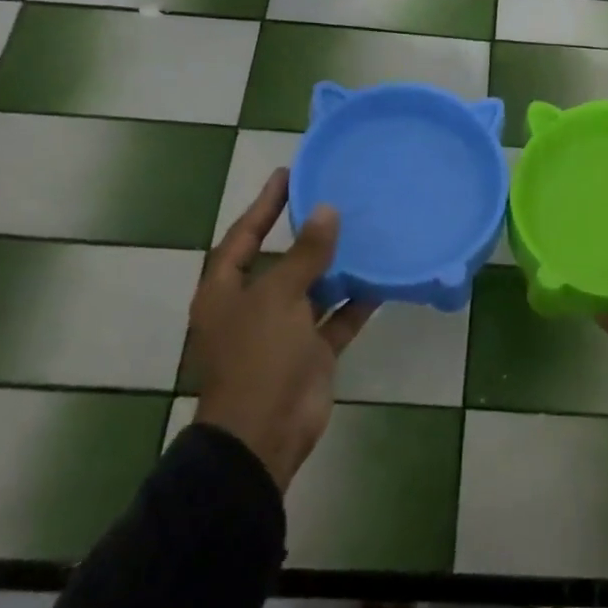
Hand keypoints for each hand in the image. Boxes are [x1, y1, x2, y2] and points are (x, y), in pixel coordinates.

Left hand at [189, 168, 374, 489]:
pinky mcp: (310, 352)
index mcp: (226, 290)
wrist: (265, 434)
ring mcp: (283, 330)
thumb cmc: (259, 357)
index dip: (264, 204)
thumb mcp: (279, 297)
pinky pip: (336, 318)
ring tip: (364, 231)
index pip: (244, 235)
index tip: (288, 174)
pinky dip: (355, 302)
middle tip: (335, 197)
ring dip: (336, 266)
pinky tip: (381, 279)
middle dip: (306, 233)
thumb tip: (326, 211)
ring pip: (313, 288)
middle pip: (280, 259)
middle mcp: (252, 306)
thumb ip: (305, 254)